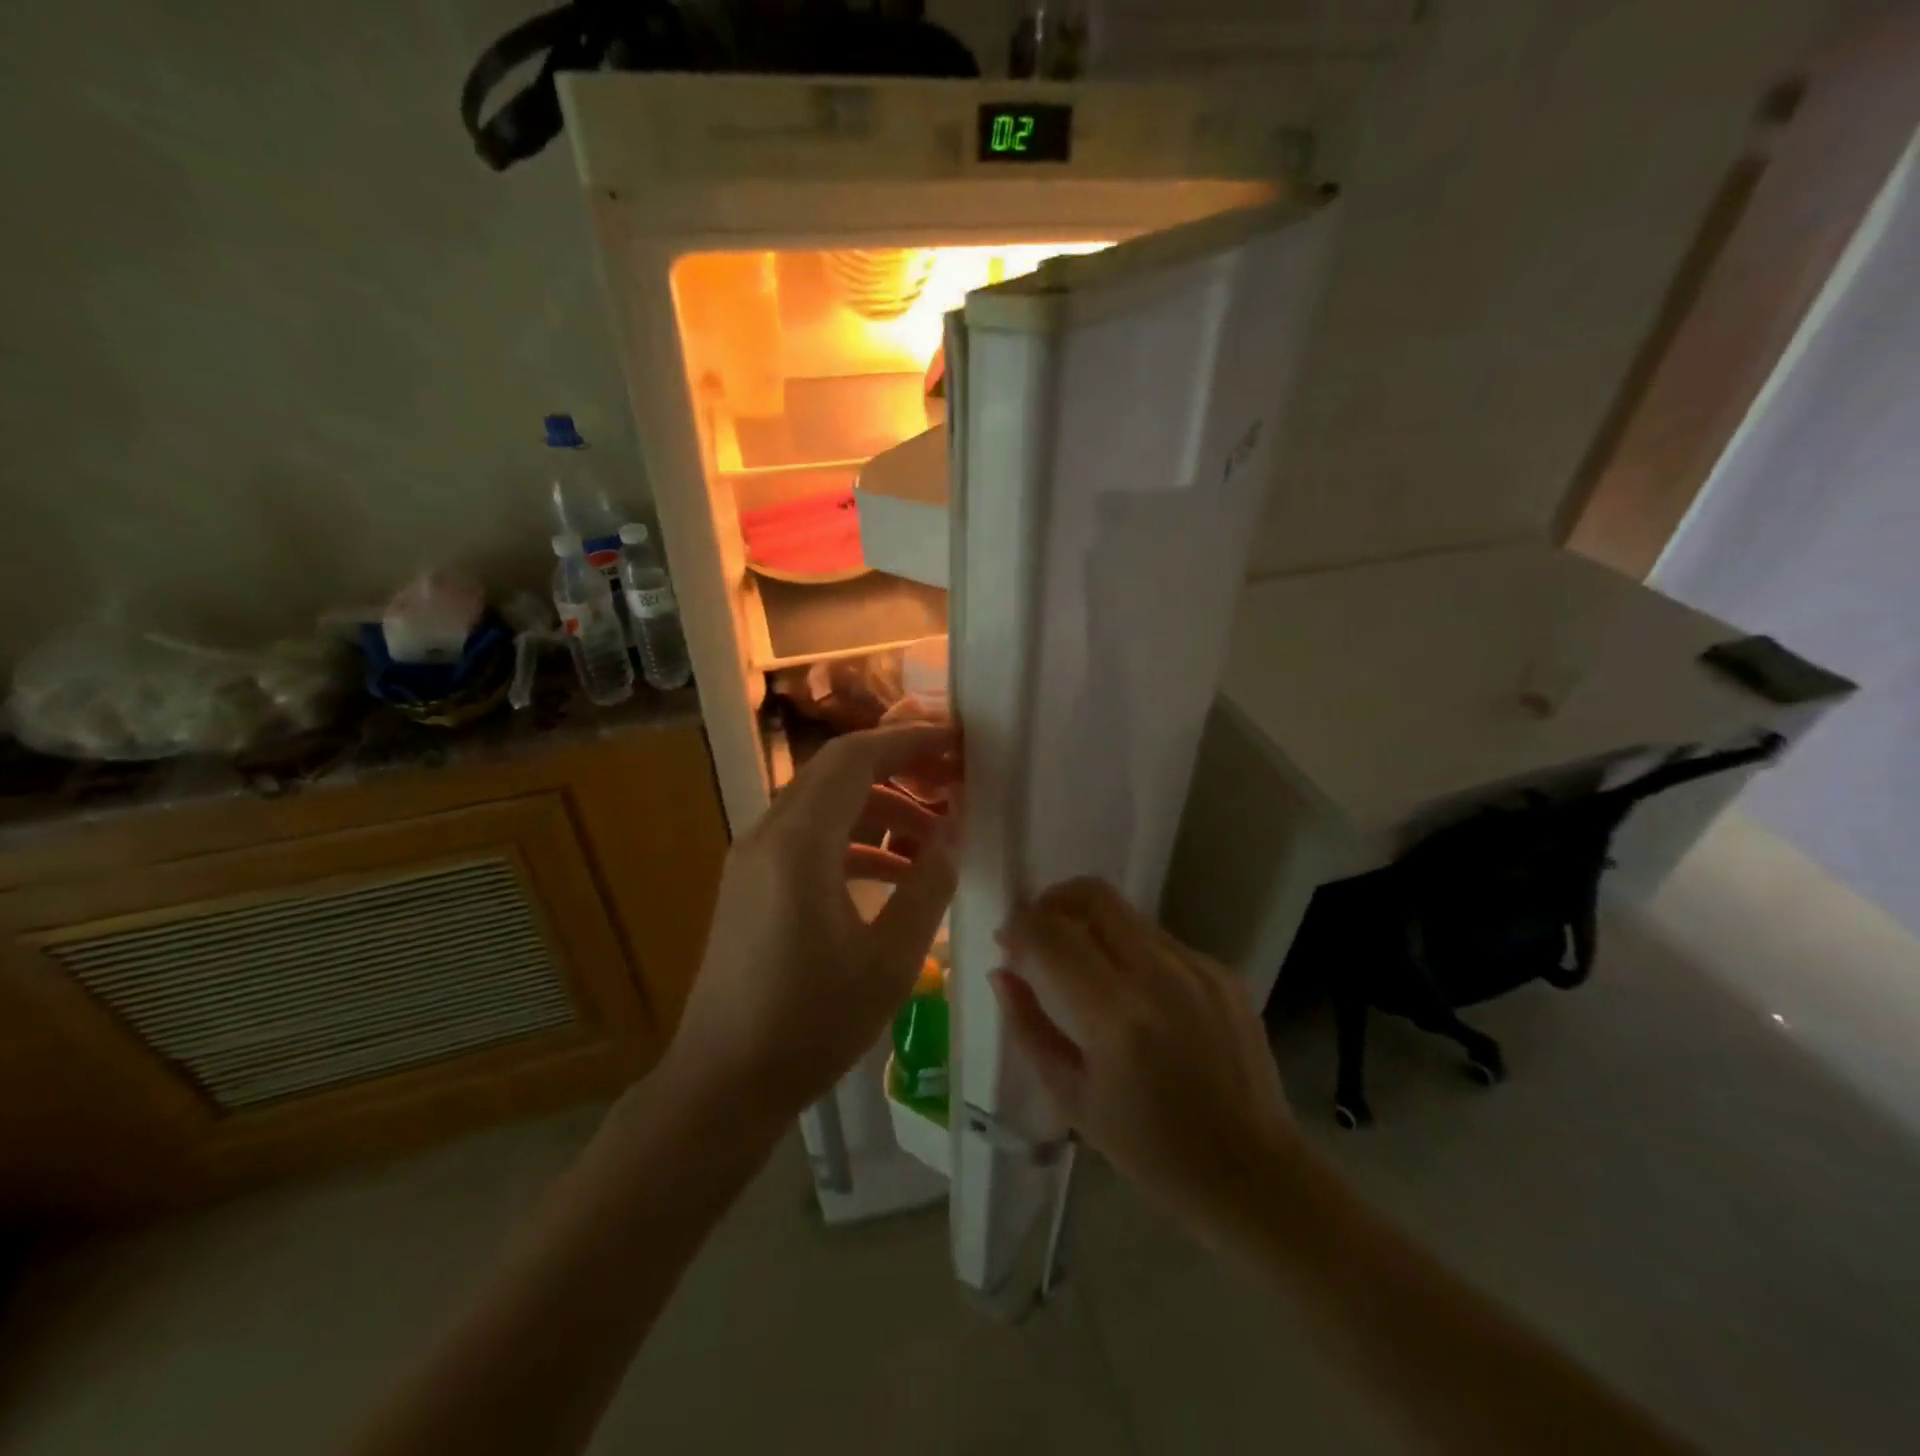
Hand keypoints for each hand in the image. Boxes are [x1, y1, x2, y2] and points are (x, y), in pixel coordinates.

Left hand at [665, 725, 960, 1129]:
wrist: (722, 1084)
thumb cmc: (811, 1024)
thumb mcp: (890, 960)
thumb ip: (928, 886)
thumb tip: (953, 832)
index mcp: (799, 844)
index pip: (855, 758)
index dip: (908, 741)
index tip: (955, 743)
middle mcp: (768, 836)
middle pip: (836, 773)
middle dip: (897, 768)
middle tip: (950, 783)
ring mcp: (752, 860)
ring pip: (823, 806)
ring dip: (878, 809)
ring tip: (932, 838)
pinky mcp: (749, 885)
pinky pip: (807, 840)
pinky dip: (853, 842)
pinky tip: (892, 876)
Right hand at [992, 877, 1300, 1242]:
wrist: (1253, 1174)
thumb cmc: (1151, 1150)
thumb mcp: (1072, 1098)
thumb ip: (1027, 1027)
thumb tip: (1001, 971)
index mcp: (1118, 1016)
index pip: (1054, 935)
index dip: (1020, 926)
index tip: (1005, 938)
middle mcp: (1161, 976)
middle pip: (1095, 896)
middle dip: (1054, 901)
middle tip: (1038, 931)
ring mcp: (1199, 968)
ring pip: (1128, 914)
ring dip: (1092, 925)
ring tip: (1081, 964)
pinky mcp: (1223, 972)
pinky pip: (1161, 941)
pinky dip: (1131, 950)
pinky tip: (1131, 992)